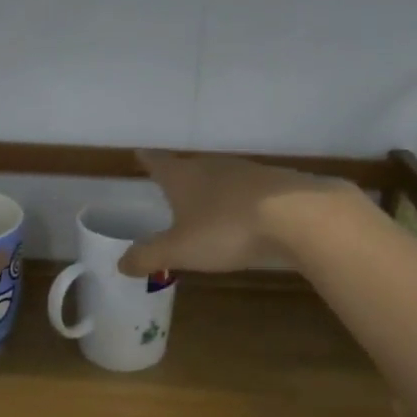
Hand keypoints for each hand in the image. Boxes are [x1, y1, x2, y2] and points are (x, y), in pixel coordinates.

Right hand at [118, 150, 351, 276]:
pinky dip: (239, 200)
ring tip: (205, 202)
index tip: (140, 154)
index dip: (147, 160)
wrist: (297, 215)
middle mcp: (212, 166)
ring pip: (220, 176)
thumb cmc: (226, 228)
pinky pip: (248, 190)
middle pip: (189, 166)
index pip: (158, 162)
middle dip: (179, 176)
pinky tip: (244, 214)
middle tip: (170, 185)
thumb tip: (120, 263)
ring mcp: (246, 172)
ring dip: (211, 188)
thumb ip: (149, 256)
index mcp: (183, 176)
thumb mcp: (180, 249)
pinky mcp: (275, 184)